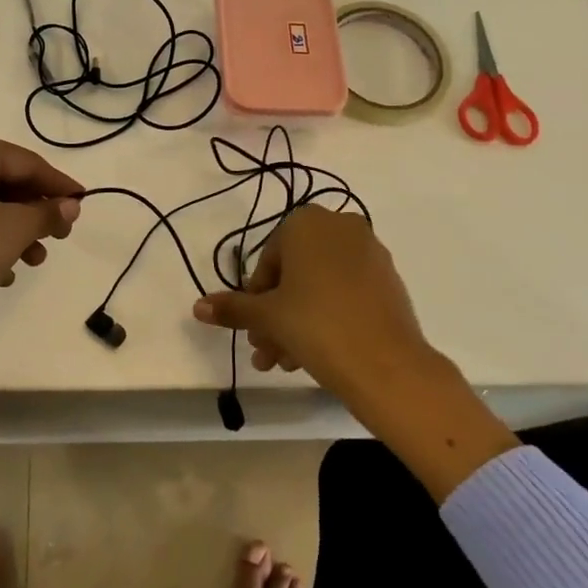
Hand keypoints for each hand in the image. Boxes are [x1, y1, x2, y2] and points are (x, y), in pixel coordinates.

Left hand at [0, 128, 82, 361]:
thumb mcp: (16, 229)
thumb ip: (48, 212)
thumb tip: (71, 205)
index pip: (23, 162)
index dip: (57, 184)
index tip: (82, 201)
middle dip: (31, 211)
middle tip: (59, 235)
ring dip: (10, 228)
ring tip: (33, 260)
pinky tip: (1, 270)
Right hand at [193, 205, 433, 412]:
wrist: (387, 364)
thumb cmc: (317, 325)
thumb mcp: (267, 317)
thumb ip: (233, 308)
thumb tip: (198, 307)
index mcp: (307, 223)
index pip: (268, 260)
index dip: (256, 298)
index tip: (254, 330)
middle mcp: (341, 227)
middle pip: (295, 274)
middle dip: (276, 315)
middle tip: (266, 352)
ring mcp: (370, 252)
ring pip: (320, 286)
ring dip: (298, 321)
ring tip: (288, 363)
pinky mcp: (390, 280)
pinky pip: (347, 292)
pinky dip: (329, 315)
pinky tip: (318, 354)